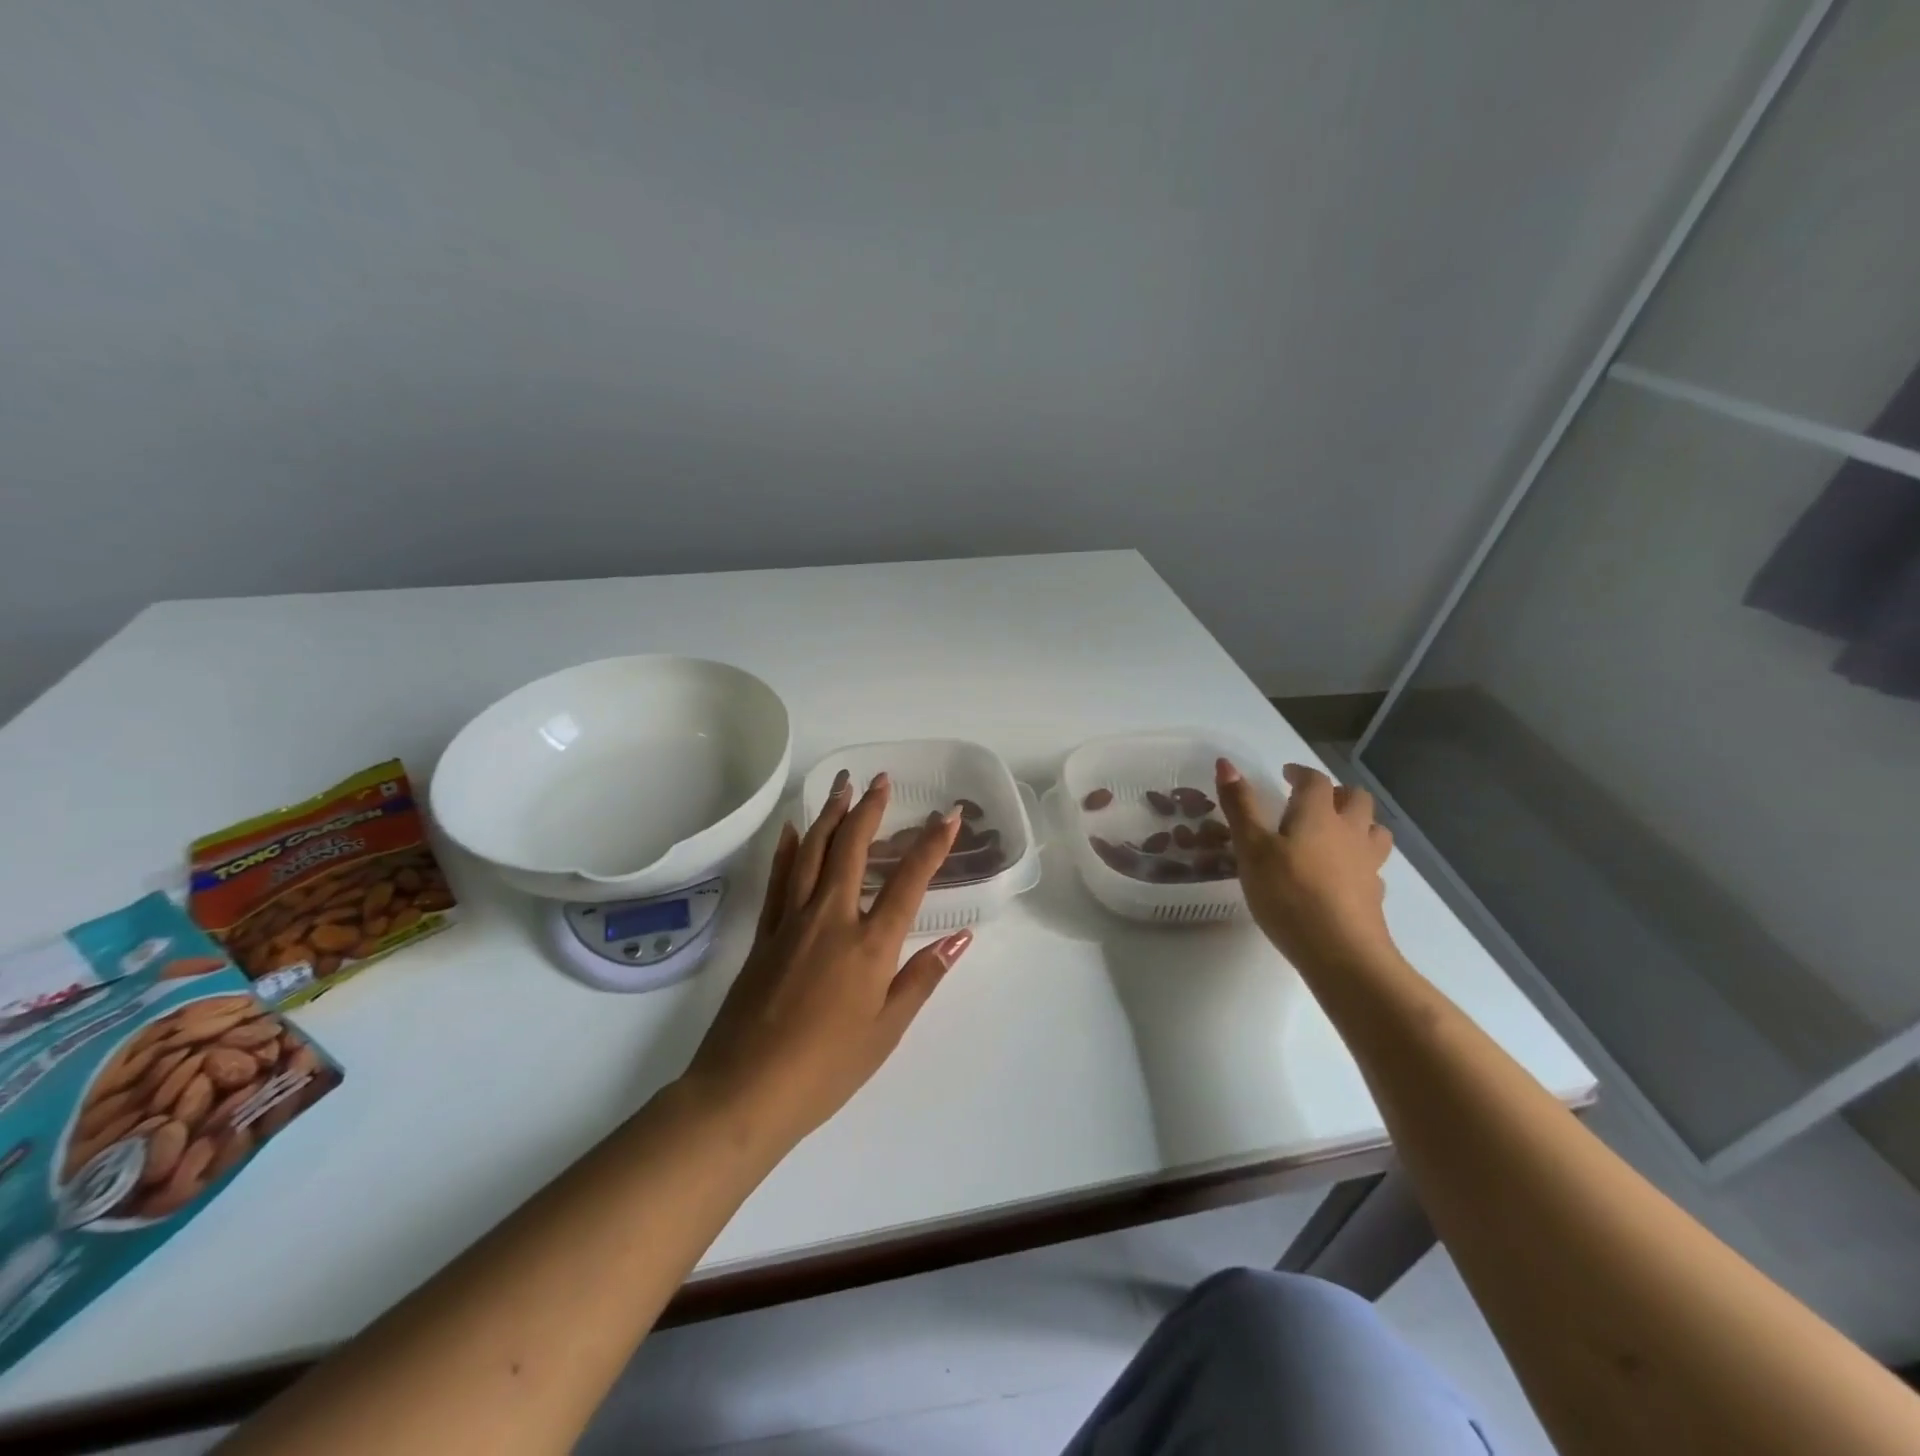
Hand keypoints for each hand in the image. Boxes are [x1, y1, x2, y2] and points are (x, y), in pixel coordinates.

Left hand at [681, 770, 973, 1155]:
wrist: (745, 1091)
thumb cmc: (827, 1068)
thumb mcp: (886, 1030)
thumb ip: (922, 977)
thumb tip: (960, 938)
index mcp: (869, 946)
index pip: (909, 881)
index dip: (932, 844)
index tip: (949, 814)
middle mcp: (831, 920)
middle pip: (852, 850)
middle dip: (869, 810)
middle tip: (881, 780)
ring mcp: (792, 922)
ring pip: (812, 853)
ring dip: (830, 816)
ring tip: (842, 787)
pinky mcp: (765, 934)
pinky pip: (778, 879)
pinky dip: (786, 849)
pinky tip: (790, 829)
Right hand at [1216, 759, 1396, 971]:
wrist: (1340, 952)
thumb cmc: (1288, 893)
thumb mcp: (1251, 848)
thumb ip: (1240, 806)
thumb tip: (1225, 762)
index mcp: (1319, 814)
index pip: (1316, 781)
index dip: (1301, 773)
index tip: (1286, 774)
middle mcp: (1350, 831)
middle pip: (1356, 799)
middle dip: (1336, 793)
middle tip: (1312, 802)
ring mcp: (1368, 863)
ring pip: (1373, 830)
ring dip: (1357, 823)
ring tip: (1335, 833)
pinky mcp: (1374, 894)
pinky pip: (1372, 865)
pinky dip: (1360, 860)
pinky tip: (1343, 875)